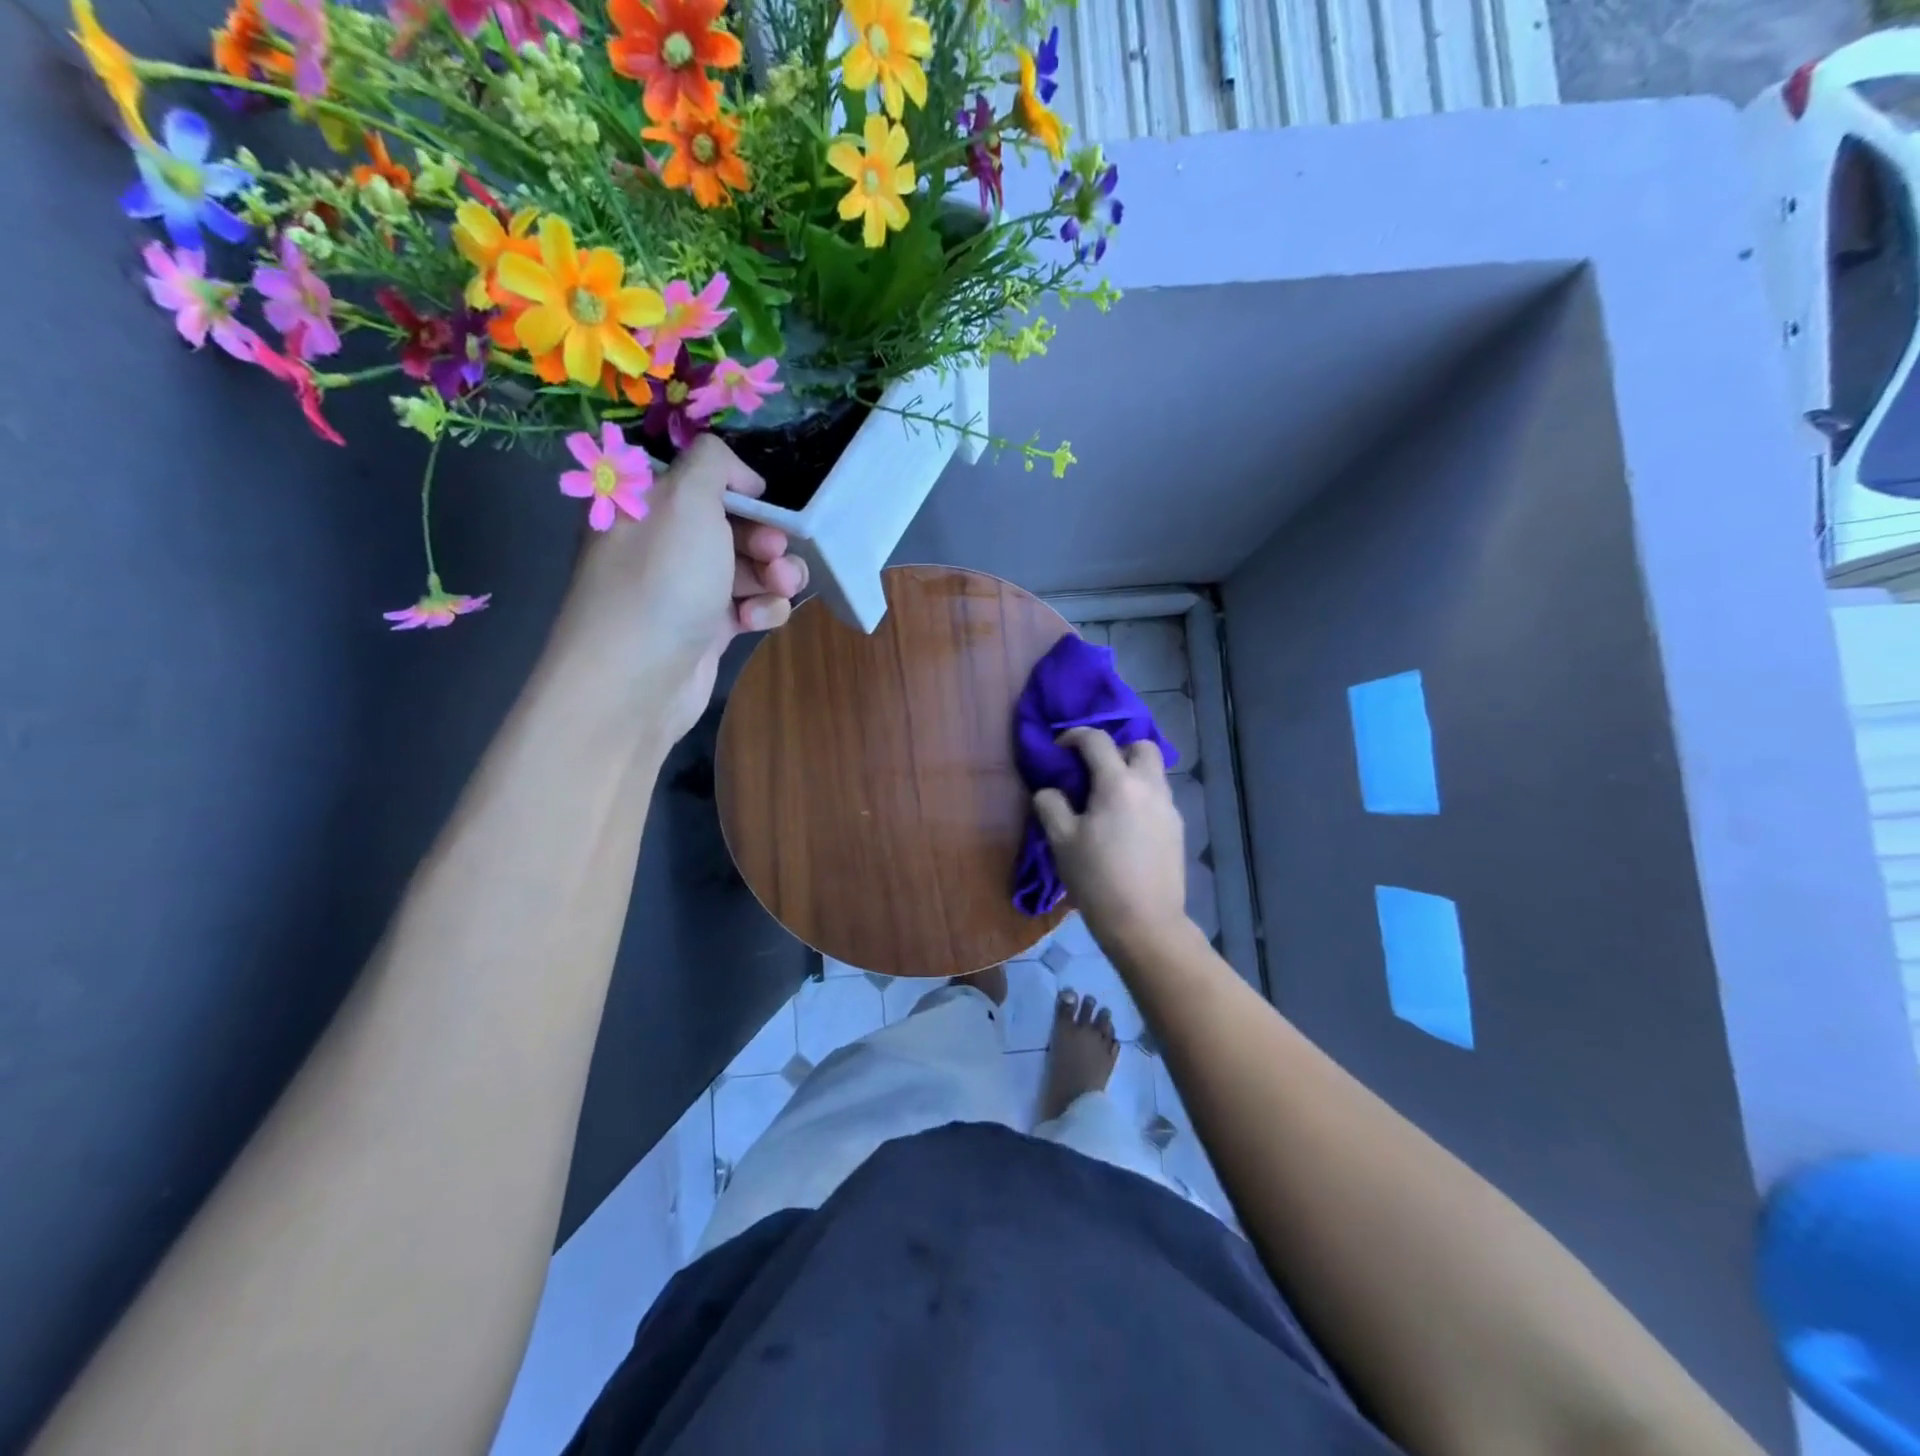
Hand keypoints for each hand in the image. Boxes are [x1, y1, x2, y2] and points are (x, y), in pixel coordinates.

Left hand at [552, 434, 807, 743]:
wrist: (639, 678)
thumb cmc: (662, 579)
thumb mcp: (685, 498)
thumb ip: (714, 463)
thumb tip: (742, 478)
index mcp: (647, 504)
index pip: (703, 481)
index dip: (740, 490)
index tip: (761, 503)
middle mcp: (664, 543)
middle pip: (735, 525)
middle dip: (766, 537)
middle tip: (773, 554)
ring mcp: (686, 588)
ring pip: (750, 568)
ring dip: (775, 576)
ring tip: (778, 590)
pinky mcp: (707, 629)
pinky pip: (748, 606)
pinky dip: (761, 610)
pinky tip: (755, 623)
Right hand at [1033, 728, 1188, 957]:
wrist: (1144, 923)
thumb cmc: (1096, 879)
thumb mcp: (1061, 841)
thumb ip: (1051, 805)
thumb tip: (1050, 791)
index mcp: (1118, 784)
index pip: (1097, 740)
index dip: (1074, 736)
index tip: (1059, 749)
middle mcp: (1149, 787)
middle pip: (1141, 746)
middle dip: (1117, 749)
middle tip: (1094, 771)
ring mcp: (1168, 808)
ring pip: (1154, 772)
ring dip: (1131, 773)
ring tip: (1107, 799)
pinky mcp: (1177, 829)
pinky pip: (1158, 797)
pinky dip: (1141, 796)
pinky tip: (1124, 824)